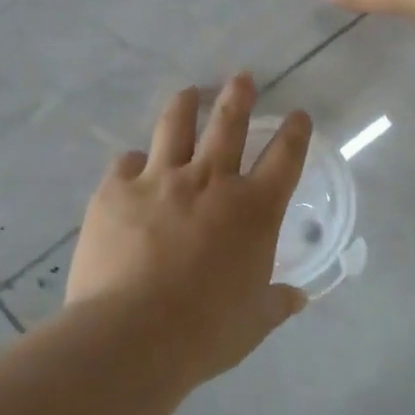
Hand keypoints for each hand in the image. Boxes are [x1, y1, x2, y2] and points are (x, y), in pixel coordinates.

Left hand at [65, 74, 313, 384]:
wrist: (132, 336)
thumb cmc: (205, 332)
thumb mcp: (254, 322)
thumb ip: (277, 302)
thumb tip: (297, 298)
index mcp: (253, 210)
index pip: (284, 157)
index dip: (296, 132)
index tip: (299, 116)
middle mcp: (210, 182)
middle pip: (229, 124)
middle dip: (239, 96)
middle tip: (241, 77)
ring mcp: (160, 181)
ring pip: (175, 126)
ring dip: (186, 105)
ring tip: (189, 93)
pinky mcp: (116, 192)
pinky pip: (126, 163)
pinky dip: (134, 162)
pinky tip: (132, 164)